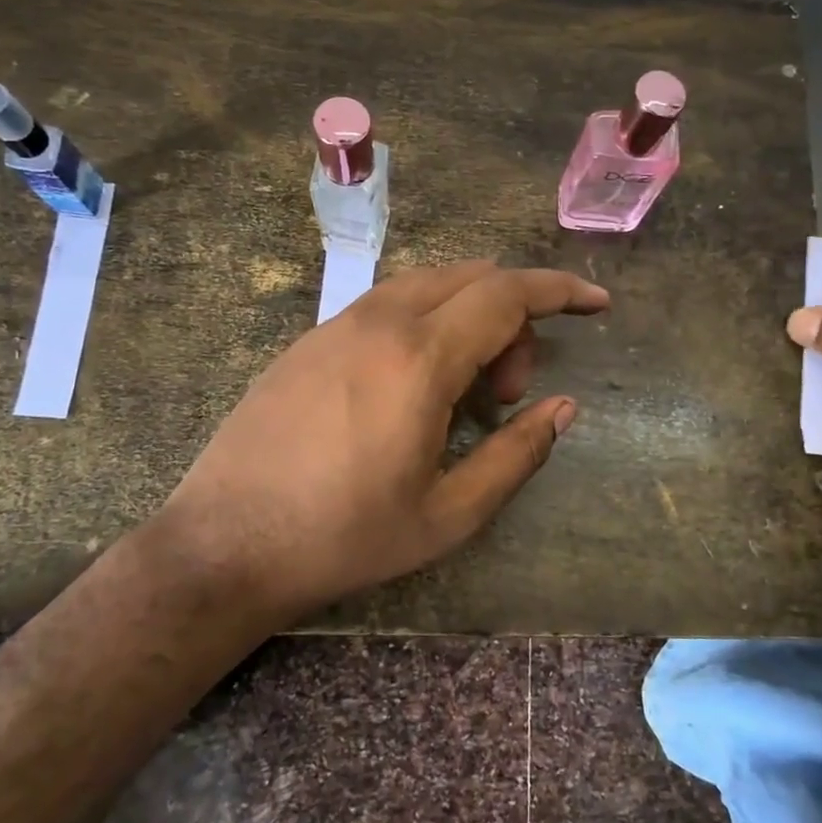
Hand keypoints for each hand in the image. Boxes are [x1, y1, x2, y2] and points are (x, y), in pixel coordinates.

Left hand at [152, 261, 608, 616]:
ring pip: (427, 285)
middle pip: (471, 278)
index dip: (561, 291)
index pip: (508, 294)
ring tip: (466, 391)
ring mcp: (336, 325)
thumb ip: (516, 454)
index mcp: (419, 358)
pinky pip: (388, 305)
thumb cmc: (344, 538)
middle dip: (514, 316)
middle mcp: (378, 322)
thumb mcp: (449, 515)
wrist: (223, 544)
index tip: (598, 303)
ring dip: (468, 317)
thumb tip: (563, 408)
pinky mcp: (309, 340)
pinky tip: (414, 386)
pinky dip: (426, 323)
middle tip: (510, 392)